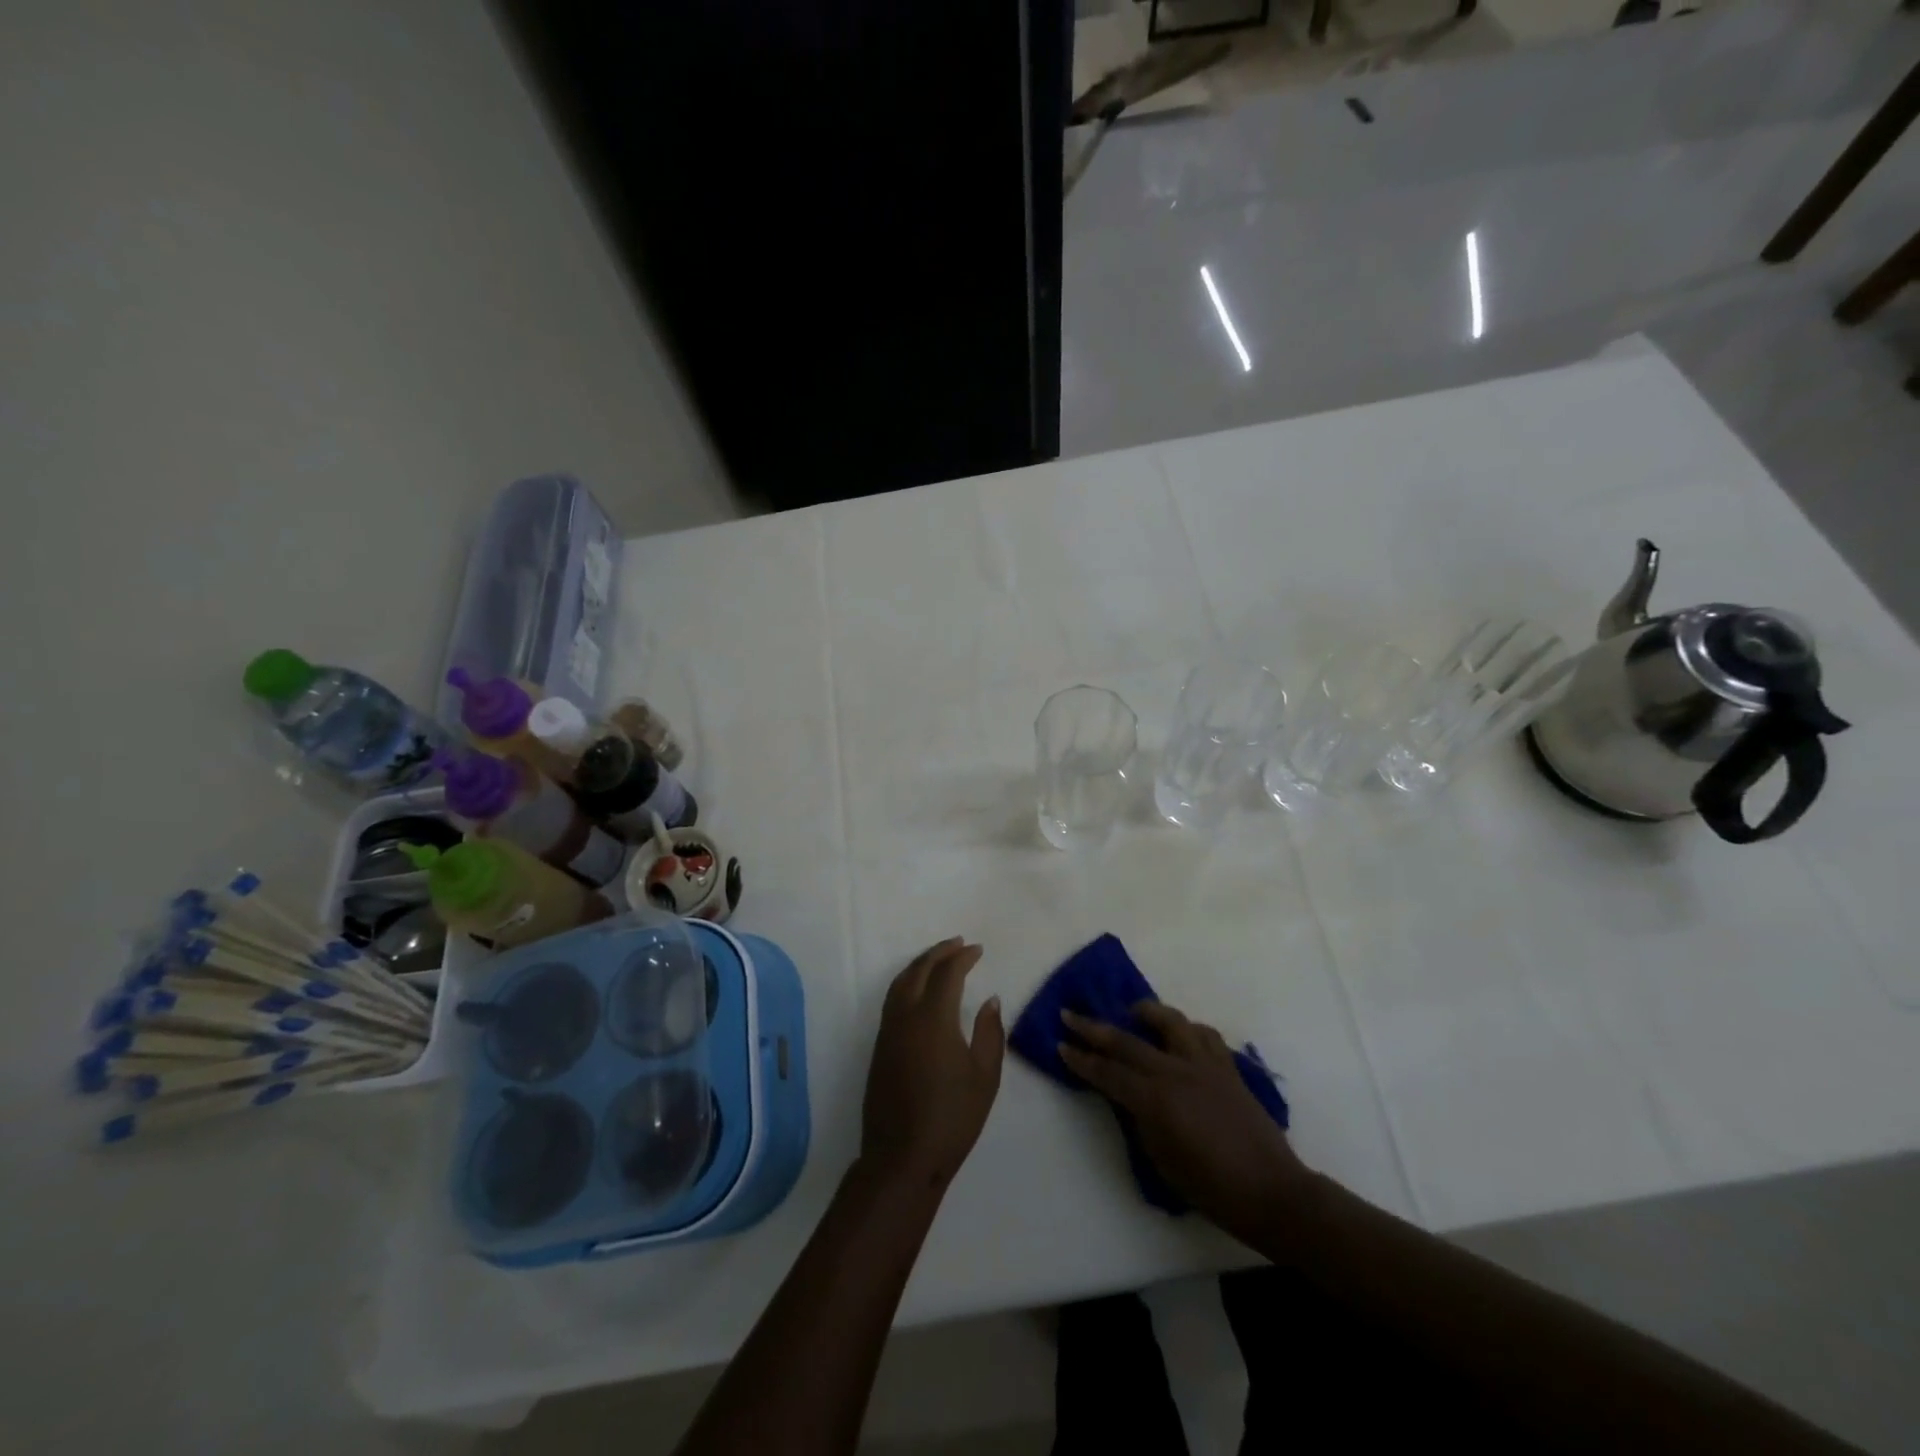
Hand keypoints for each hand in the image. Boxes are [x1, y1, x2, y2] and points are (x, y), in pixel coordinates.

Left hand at [861, 938, 1005, 1193]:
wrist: (902, 1158)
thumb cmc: (952, 1118)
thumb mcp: (985, 1076)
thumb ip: (990, 1032)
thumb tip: (990, 1000)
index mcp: (933, 1018)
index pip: (947, 973)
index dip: (963, 958)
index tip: (978, 950)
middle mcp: (905, 1016)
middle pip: (919, 970)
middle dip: (939, 953)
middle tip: (958, 944)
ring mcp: (888, 1031)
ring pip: (900, 982)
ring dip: (920, 964)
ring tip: (938, 959)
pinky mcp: (879, 1047)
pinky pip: (892, 999)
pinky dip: (907, 982)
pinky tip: (919, 990)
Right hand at [1059, 1002, 1307, 1244]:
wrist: (1271, 1192)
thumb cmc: (1211, 1188)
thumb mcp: (1161, 1160)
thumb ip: (1141, 1121)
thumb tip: (1131, 1098)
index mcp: (1155, 1100)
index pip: (1107, 1073)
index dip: (1081, 1059)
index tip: (1061, 1045)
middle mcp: (1176, 1072)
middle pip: (1127, 1041)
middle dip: (1094, 1028)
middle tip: (1070, 1015)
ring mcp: (1204, 1065)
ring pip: (1170, 1022)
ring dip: (1146, 1012)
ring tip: (1132, 1011)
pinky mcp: (1227, 1067)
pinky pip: (1204, 1035)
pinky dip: (1187, 1029)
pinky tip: (1180, 1036)